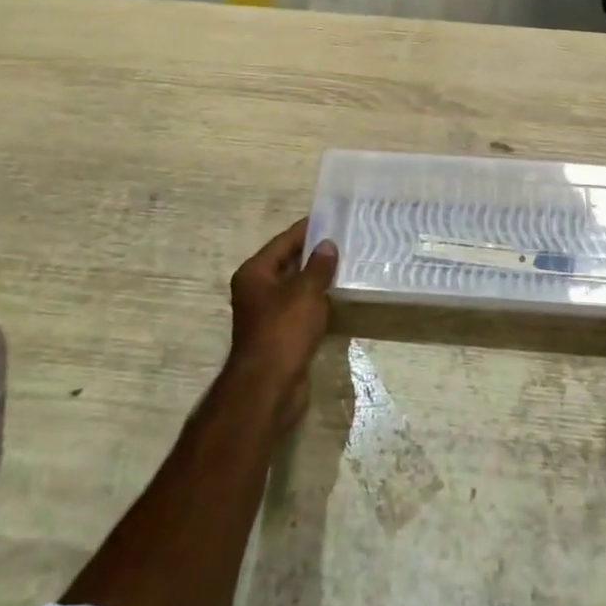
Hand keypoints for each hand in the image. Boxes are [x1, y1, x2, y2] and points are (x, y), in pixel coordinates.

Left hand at [226, 219, 337, 437]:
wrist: (269, 389)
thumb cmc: (283, 331)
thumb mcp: (305, 292)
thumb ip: (318, 266)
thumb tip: (328, 244)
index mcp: (255, 272)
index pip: (285, 241)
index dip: (308, 229)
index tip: (333, 217)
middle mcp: (258, 290)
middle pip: (290, 263)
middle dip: (316, 254)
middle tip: (348, 240)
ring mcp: (269, 314)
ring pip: (298, 288)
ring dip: (319, 280)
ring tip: (349, 264)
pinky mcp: (282, 335)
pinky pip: (303, 309)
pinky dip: (319, 302)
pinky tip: (341, 297)